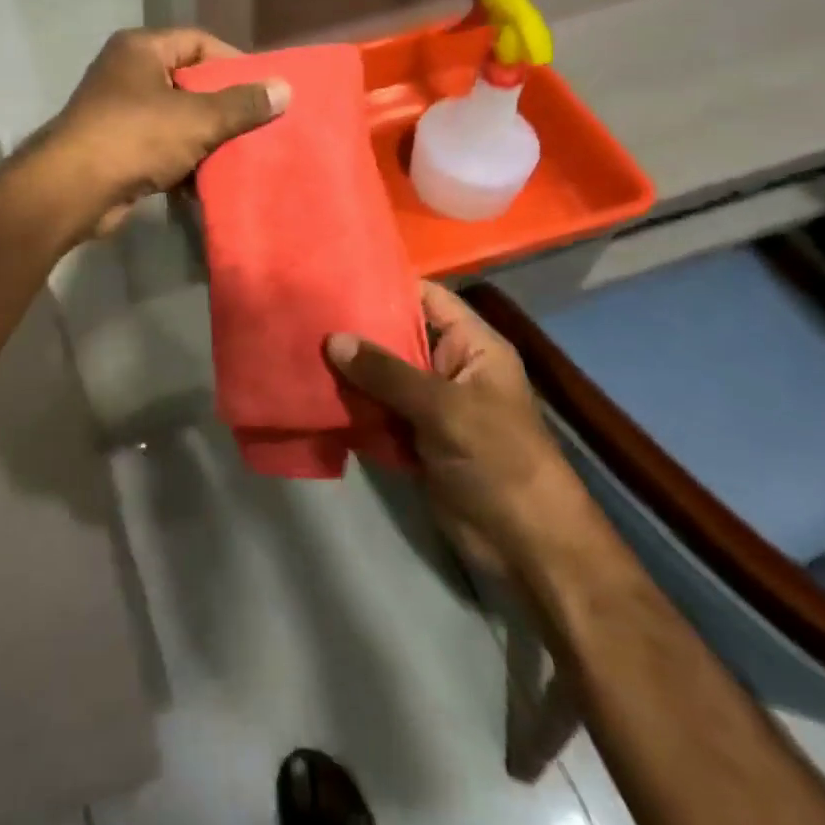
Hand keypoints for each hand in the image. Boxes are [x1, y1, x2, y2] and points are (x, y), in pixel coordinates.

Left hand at [43, 28, 288, 236]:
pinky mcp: (114, 148)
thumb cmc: (135, 137)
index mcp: (140, 49)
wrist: (73, 189)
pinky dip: (181, 162)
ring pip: (175, 119)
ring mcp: (117, 112)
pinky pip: (159, 147)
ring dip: (204, 139)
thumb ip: (242, 104)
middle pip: (187, 82)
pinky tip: (206, 182)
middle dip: (222, 106)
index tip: (263, 89)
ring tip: (239, 156)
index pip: (198, 42)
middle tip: (257, 125)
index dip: (233, 62)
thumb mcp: (197, 118)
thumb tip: (285, 89)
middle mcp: (125, 73)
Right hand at [328, 281, 590, 575]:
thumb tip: (333, 339)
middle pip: (397, 337)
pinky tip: (312, 393)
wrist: (526, 546)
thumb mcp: (444, 408)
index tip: (337, 279)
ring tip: (299, 349)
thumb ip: (386, 373)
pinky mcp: (414, 438)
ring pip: (381, 377)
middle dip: (356, 331)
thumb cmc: (498, 460)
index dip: (387, 286)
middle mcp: (449, 368)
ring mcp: (431, 405)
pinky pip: (377, 412)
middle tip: (305, 315)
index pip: (427, 298)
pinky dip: (352, 407)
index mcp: (472, 346)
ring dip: (348, 372)